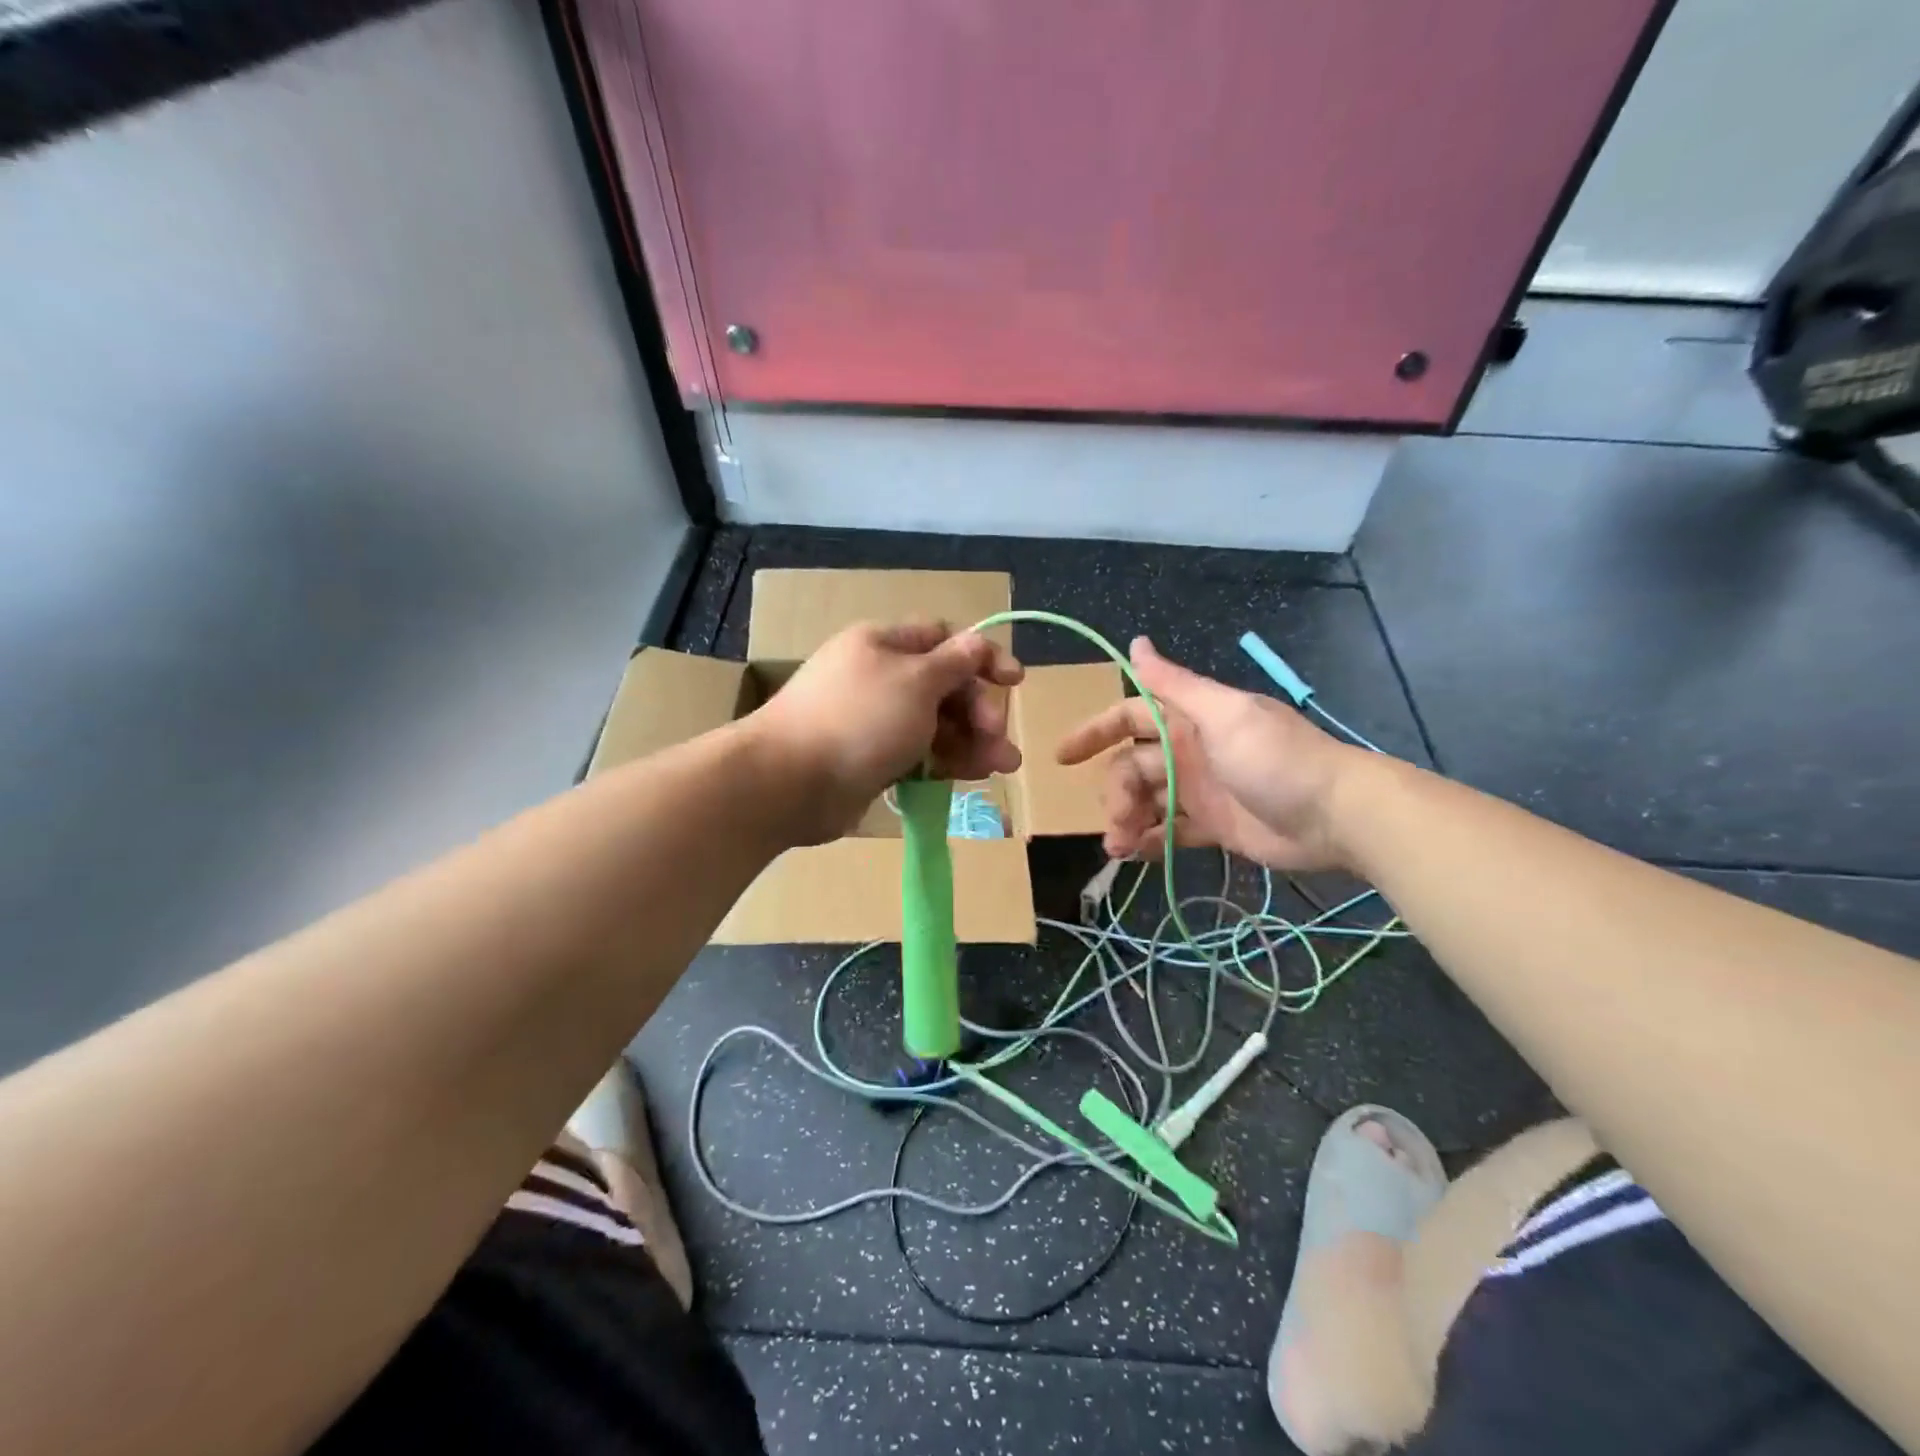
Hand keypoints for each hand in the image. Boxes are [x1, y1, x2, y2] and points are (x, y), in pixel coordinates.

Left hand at [746, 621, 1023, 843]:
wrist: (789, 782)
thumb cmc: (859, 720)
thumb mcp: (916, 682)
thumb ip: (954, 663)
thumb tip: (978, 642)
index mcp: (884, 644)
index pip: (943, 639)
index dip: (982, 657)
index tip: (1015, 682)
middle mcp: (879, 677)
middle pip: (944, 686)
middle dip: (979, 710)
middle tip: (999, 739)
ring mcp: (873, 720)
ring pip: (935, 724)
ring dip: (972, 742)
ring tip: (1002, 767)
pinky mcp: (871, 759)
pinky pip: (918, 753)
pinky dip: (945, 762)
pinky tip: (969, 777)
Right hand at [1055, 637, 1357, 870]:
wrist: (1337, 815)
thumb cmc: (1276, 759)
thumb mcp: (1224, 714)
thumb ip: (1174, 684)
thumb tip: (1134, 642)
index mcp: (1189, 720)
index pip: (1129, 718)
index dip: (1094, 732)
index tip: (1062, 756)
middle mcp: (1189, 751)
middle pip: (1132, 767)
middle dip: (1115, 793)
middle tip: (1115, 822)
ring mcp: (1200, 791)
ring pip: (1146, 801)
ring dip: (1127, 821)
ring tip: (1119, 847)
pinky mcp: (1214, 826)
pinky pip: (1170, 831)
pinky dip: (1150, 842)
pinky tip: (1135, 854)